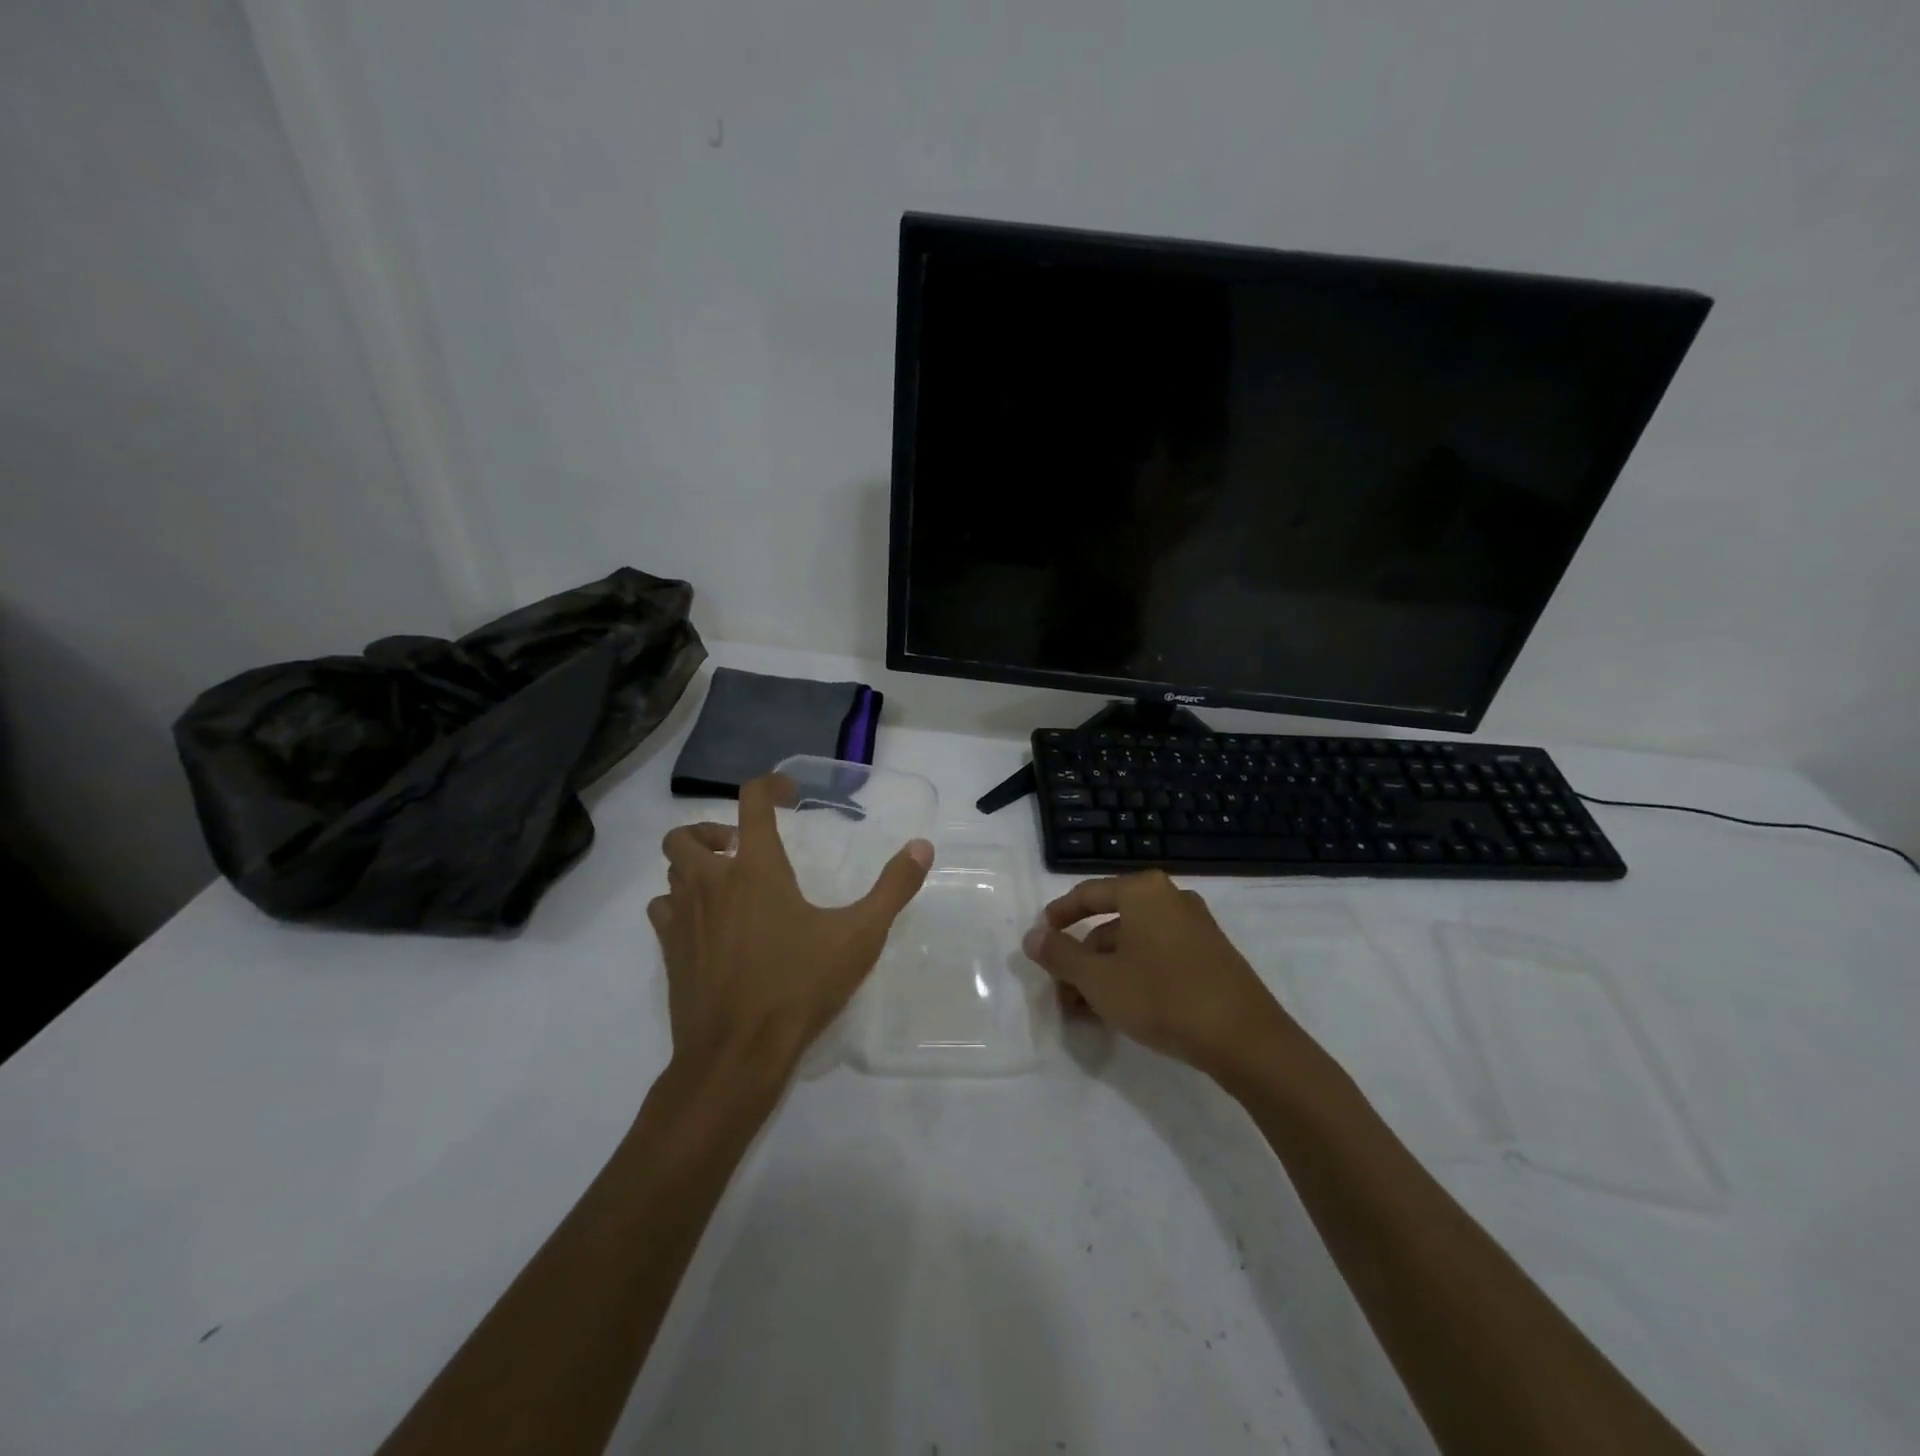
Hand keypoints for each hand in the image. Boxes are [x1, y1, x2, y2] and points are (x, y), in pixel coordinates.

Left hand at [649, 774, 933, 1078]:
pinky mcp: (669, 952)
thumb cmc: (799, 987)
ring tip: (726, 883)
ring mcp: (683, 918)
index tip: (788, 792)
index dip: (769, 785)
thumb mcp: (859, 936)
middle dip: (713, 830)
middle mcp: (711, 882)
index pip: (751, 802)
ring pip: (671, 870)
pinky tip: (707, 924)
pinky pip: (663, 909)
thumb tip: (922, 846)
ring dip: (694, 865)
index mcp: (755, 869)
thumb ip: (893, 888)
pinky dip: (679, 903)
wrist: (736, 1056)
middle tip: (743, 847)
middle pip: (686, 834)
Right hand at [1023, 870, 1292, 1075]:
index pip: (1087, 894)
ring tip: (1085, 1010)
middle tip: (1062, 990)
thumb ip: (1060, 955)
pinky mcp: (1211, 955)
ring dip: (1104, 972)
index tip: (1040, 940)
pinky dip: (1133, 976)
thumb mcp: (1098, 979)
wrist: (1245, 1038)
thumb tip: (1032, 937)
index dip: (1058, 916)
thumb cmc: (1162, 996)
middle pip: (1111, 922)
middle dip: (1081, 957)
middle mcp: (1170, 899)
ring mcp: (1195, 927)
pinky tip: (1120, 1010)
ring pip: (1134, 944)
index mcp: (1142, 891)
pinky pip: (1158, 956)